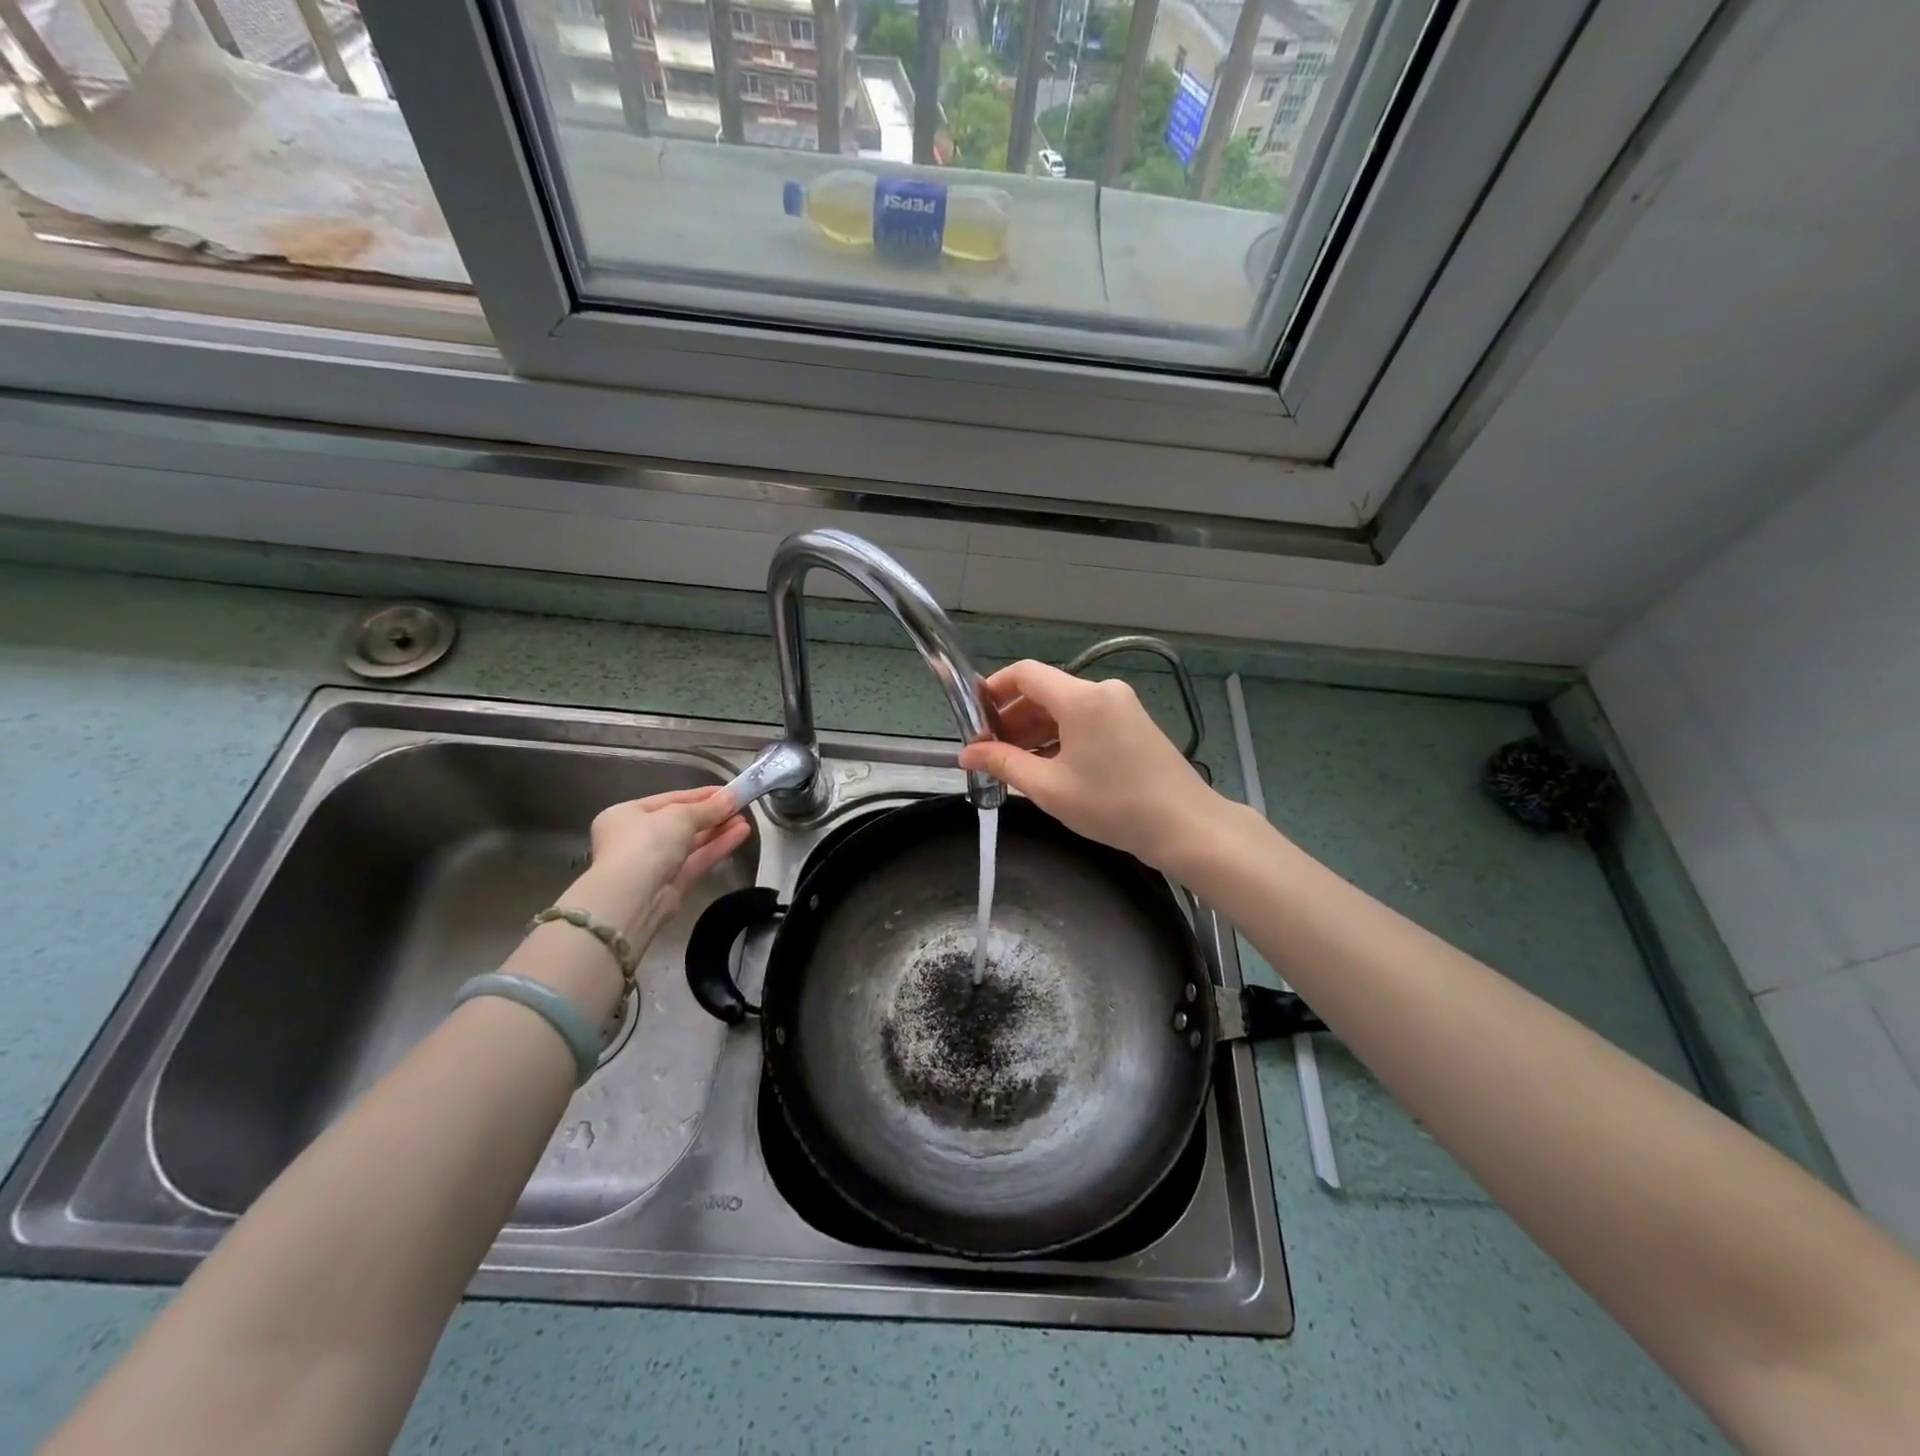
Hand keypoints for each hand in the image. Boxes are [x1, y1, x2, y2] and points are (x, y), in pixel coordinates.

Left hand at [574, 786, 750, 942]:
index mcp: (626, 815)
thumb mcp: (679, 816)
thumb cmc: (646, 843)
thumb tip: (732, 797)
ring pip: (692, 843)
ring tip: (745, 821)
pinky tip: (741, 834)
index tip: (728, 791)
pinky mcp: (671, 884)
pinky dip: (717, 847)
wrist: (632, 898)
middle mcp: (637, 838)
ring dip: (718, 831)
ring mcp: (654, 863)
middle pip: (681, 822)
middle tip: (740, 807)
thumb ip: (708, 807)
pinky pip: (697, 860)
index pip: (669, 800)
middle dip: (712, 815)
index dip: (700, 795)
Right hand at [958, 660, 1221, 873]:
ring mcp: (1122, 706)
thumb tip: (966, 753)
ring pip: (1065, 708)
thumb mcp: (1049, 787)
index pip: (1025, 673)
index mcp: (1081, 698)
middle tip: (990, 751)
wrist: (1185, 826)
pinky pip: (1086, 720)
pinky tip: (1049, 766)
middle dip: (1013, 718)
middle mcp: (1102, 691)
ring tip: (1015, 764)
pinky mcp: (1134, 724)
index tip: (972, 717)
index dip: (993, 690)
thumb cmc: (1113, 805)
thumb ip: (1004, 763)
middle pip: (1045, 691)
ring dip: (1036, 730)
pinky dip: (1061, 736)